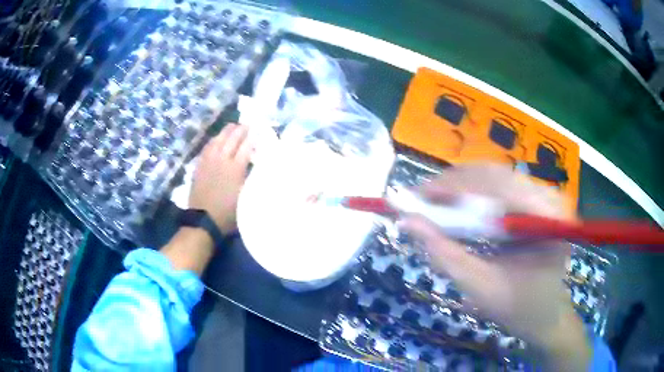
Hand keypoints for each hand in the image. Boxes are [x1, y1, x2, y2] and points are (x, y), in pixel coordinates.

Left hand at [189, 123, 252, 232]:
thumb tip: (256, 166)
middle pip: (232, 139)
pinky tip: (216, 138)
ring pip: (218, 140)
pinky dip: (213, 140)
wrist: (203, 221)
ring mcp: (209, 161)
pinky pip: (207, 147)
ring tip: (232, 126)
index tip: (259, 131)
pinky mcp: (200, 165)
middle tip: (248, 125)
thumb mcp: (246, 198)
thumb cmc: (228, 214)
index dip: (253, 138)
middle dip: (241, 130)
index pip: (246, 147)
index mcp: (236, 169)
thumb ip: (250, 179)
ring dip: (226, 131)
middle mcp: (223, 160)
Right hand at [401, 164, 590, 369]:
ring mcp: (544, 195)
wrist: (547, 314)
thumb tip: (408, 223)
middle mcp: (549, 196)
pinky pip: (500, 187)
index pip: (497, 187)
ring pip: (494, 177)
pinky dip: (473, 195)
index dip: (454, 188)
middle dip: (453, 186)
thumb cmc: (519, 308)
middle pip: (495, 175)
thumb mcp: (481, 288)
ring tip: (432, 203)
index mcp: (546, 217)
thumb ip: (445, 255)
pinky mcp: (536, 199)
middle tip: (419, 201)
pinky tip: (456, 207)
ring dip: (461, 188)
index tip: (415, 198)